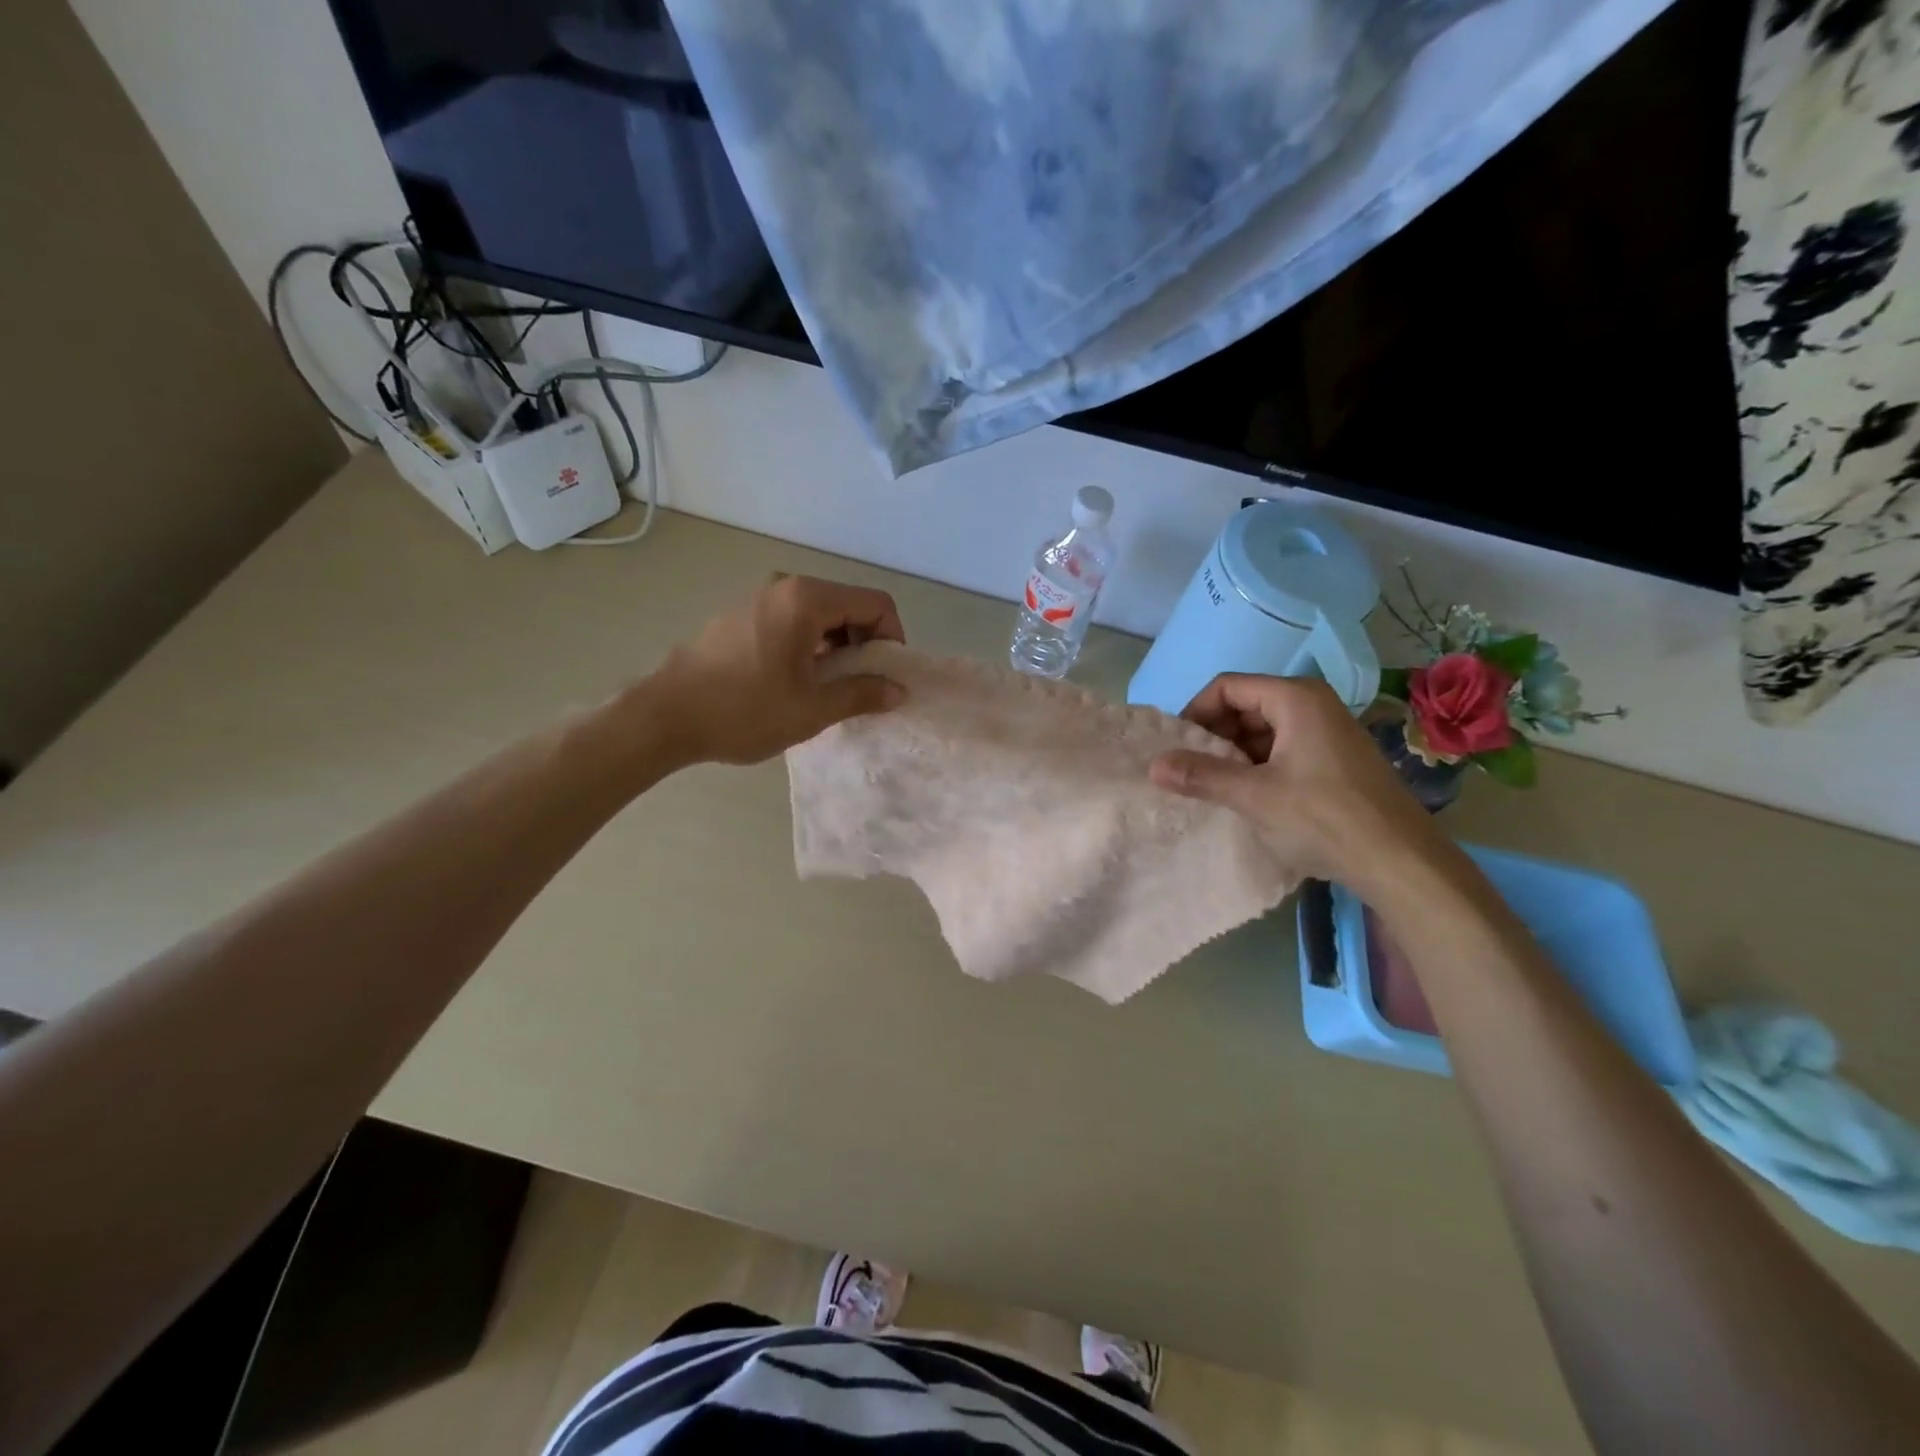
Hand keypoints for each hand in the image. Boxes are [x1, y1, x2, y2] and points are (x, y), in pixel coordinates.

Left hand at [645, 575, 906, 765]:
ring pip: (819, 614)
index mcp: (807, 600)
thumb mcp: (812, 709)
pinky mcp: (739, 614)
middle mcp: (784, 587)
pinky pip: (792, 620)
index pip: (875, 603)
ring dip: (836, 646)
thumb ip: (862, 694)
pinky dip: (809, 644)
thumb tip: (897, 690)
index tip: (884, 675)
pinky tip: (795, 680)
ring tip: (827, 687)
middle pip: (848, 604)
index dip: (892, 638)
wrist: (665, 716)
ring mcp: (758, 597)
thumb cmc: (744, 711)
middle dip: (864, 643)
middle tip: (859, 685)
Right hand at [1149, 674, 1452, 894]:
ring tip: (1213, 788)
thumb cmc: (1324, 818)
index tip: (1176, 748)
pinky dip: (1257, 766)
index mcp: (1295, 698)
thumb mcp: (1254, 796)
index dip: (1195, 713)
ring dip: (1233, 755)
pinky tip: (1246, 797)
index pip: (1227, 687)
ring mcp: (1327, 732)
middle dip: (1213, 736)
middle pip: (1245, 705)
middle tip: (1191, 771)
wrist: (1401, 861)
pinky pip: (1282, 749)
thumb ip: (1201, 775)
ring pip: (1262, 730)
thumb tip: (1152, 765)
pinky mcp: (1334, 759)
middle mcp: (1312, 704)